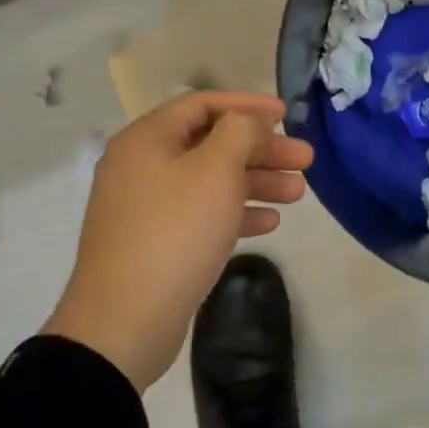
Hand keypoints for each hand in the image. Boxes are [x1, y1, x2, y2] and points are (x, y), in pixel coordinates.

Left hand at [44, 91, 312, 390]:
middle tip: (305, 160)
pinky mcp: (155, 243)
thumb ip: (240, 132)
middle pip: (211, 143)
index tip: (286, 114)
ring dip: (256, 181)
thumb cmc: (175, 231)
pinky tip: (270, 222)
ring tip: (299, 193)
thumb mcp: (215, 169)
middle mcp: (142, 165)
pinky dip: (236, 212)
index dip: (248, 106)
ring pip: (211, 181)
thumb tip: (248, 122)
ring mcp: (147, 207)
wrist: (123, 324)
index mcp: (147, 139)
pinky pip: (202, 214)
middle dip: (261, 149)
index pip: (203, 104)